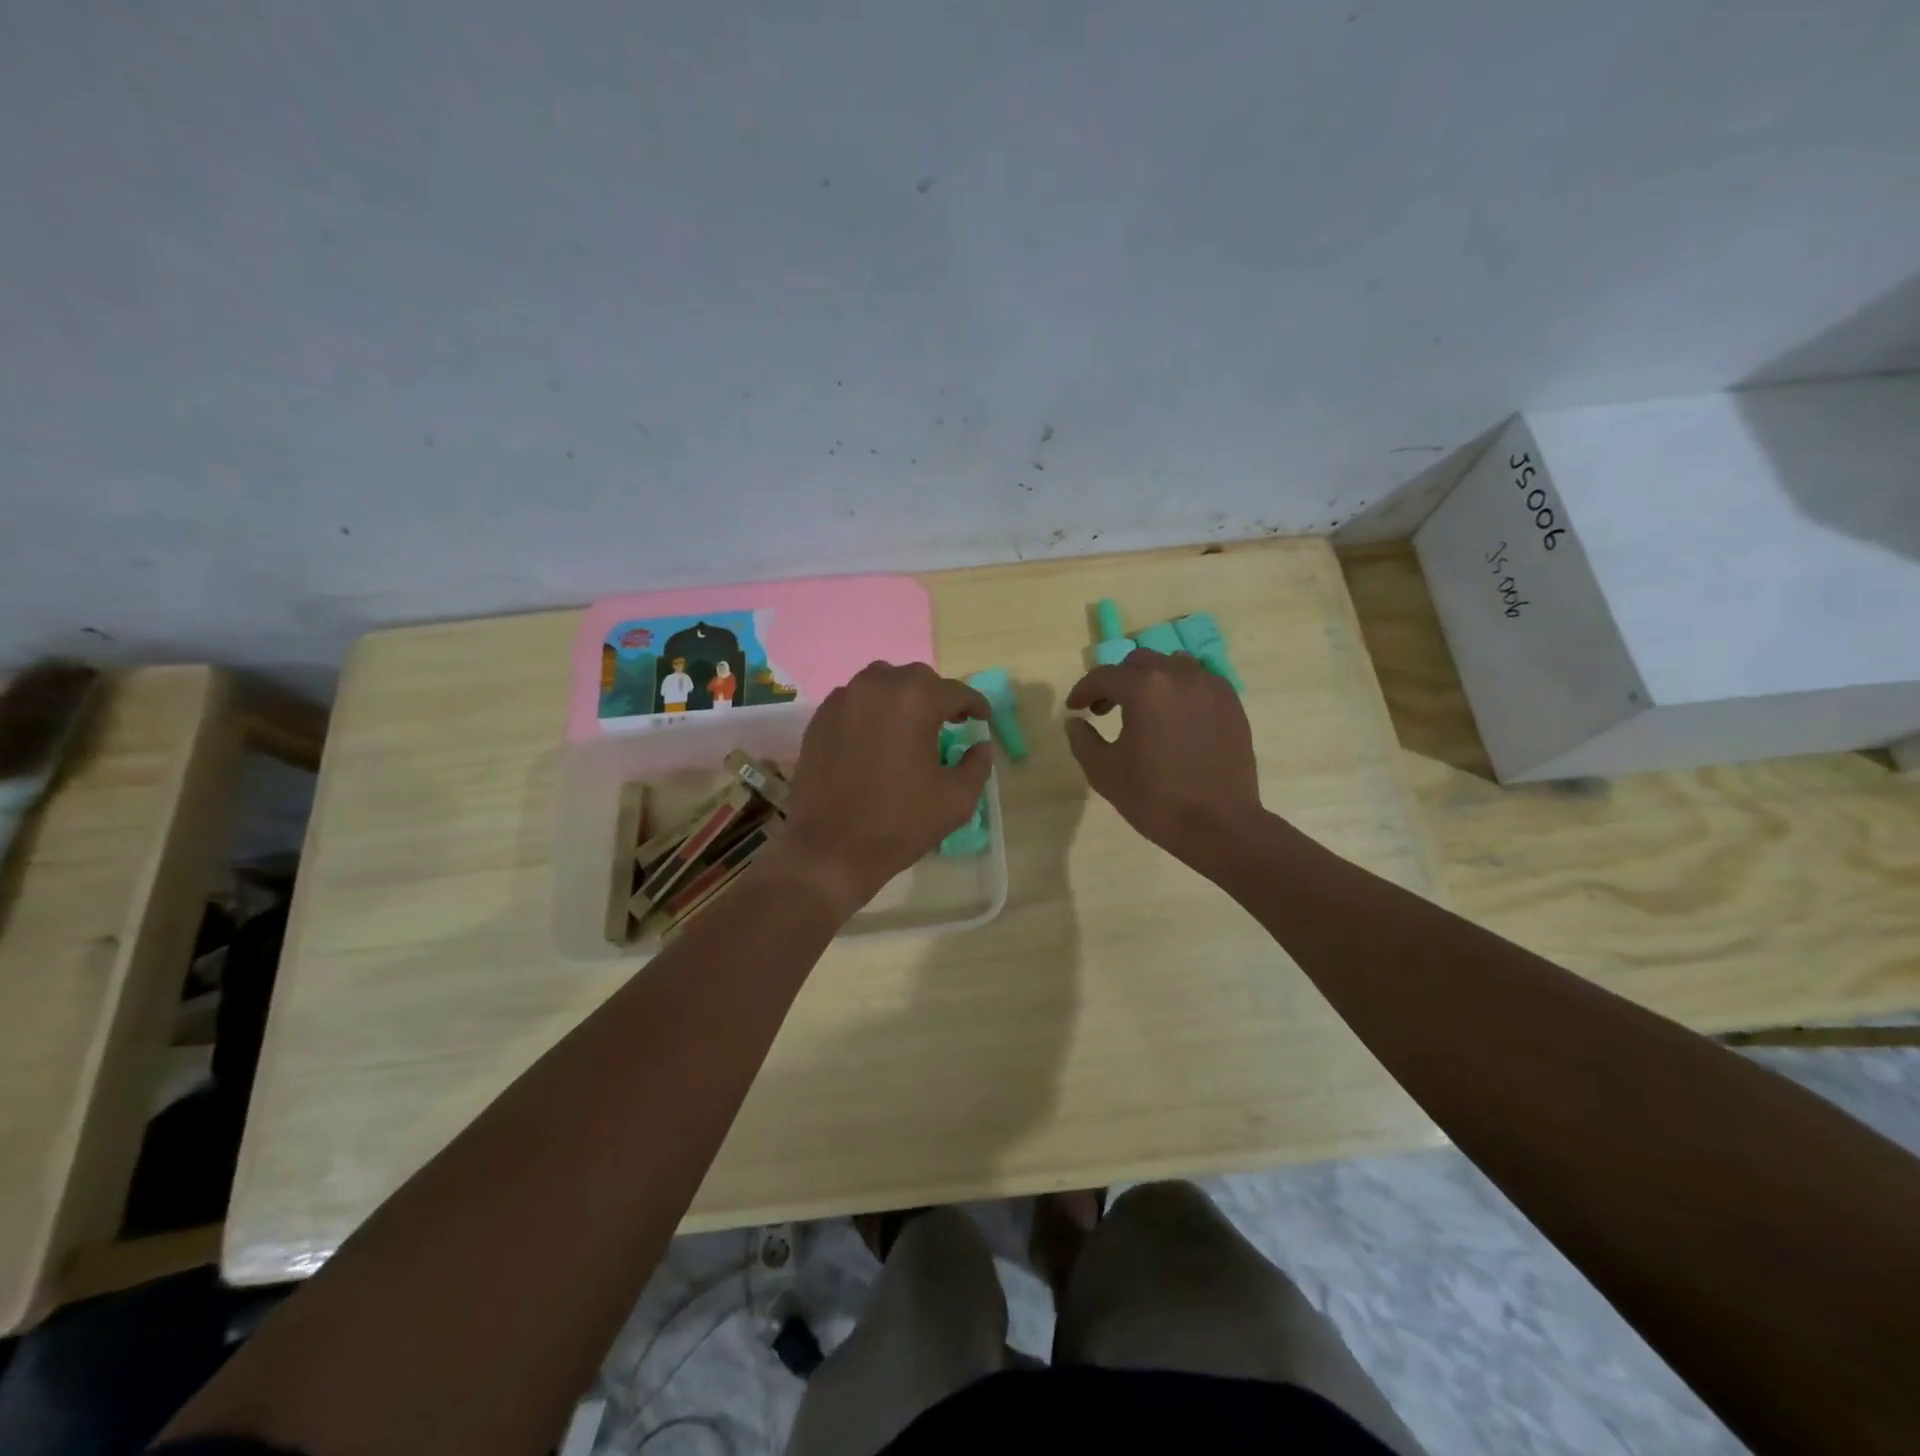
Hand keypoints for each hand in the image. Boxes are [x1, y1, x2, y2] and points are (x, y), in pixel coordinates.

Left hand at [767, 662, 991, 918]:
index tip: (982, 719)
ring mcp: (842, 700)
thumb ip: (977, 765)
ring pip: (881, 682)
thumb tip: (980, 745)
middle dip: (937, 697)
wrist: (830, 850)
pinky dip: (872, 710)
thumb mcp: (956, 799)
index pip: (955, 692)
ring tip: (910, 725)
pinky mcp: (819, 719)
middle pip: (917, 679)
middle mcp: (876, 687)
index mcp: (915, 700)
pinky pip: (854, 700)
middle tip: (948, 722)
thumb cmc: (900, 823)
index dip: (975, 705)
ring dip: (902, 697)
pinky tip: (877, 737)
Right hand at [1065, 650, 1262, 866]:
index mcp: (1144, 687)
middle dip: (1117, 682)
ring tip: (1143, 709)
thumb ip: (1082, 740)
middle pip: (1139, 663)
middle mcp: (1179, 675)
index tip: (1074, 708)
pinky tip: (1175, 718)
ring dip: (1151, 680)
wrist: (1219, 824)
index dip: (1083, 691)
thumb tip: (1075, 722)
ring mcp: (1210, 687)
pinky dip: (1180, 690)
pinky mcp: (1231, 703)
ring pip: (1172, 666)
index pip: (1103, 676)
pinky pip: (1200, 682)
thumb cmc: (1154, 798)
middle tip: (1105, 709)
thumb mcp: (1104, 772)